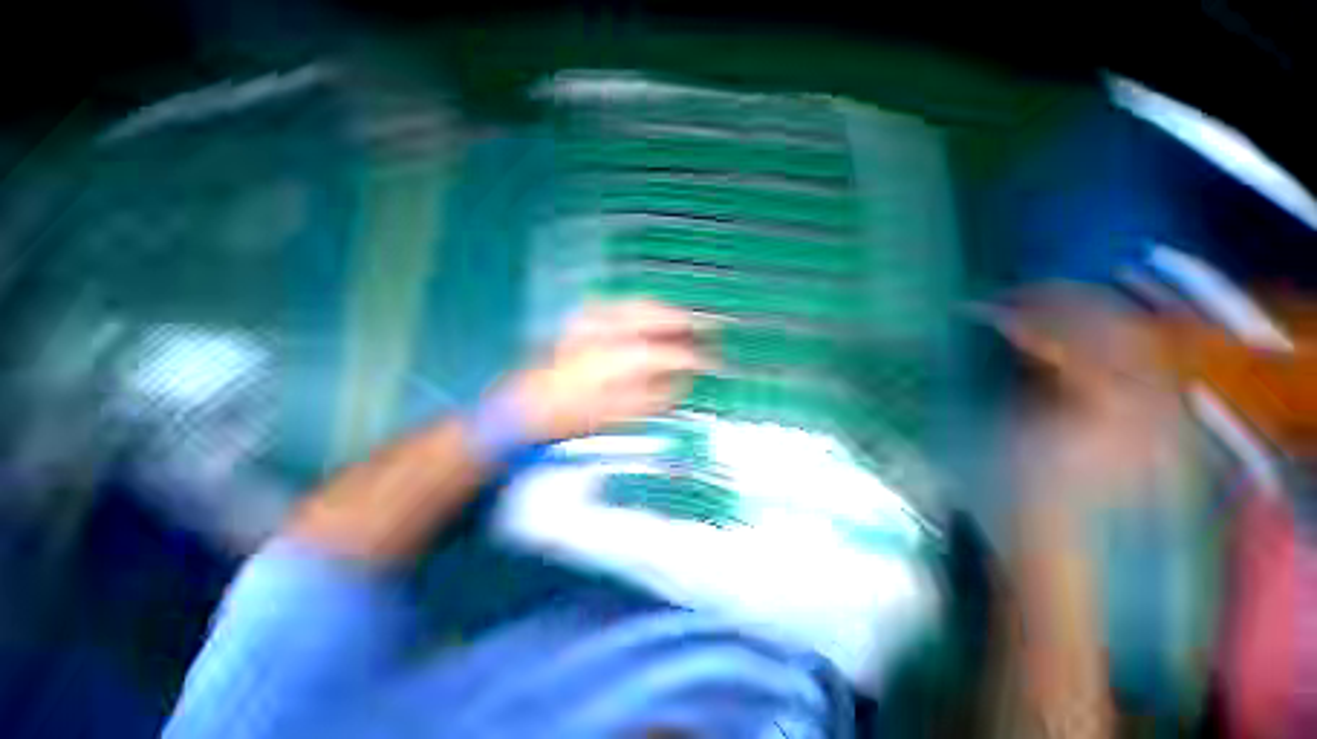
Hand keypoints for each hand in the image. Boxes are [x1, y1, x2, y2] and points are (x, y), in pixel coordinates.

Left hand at [504, 300, 708, 442]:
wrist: (525, 406)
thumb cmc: (574, 417)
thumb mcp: (620, 417)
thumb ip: (658, 397)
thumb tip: (684, 380)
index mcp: (620, 363)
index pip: (671, 354)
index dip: (698, 357)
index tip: (715, 362)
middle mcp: (609, 333)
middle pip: (659, 317)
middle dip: (689, 320)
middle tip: (712, 324)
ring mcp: (594, 321)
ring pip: (641, 305)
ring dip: (668, 310)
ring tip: (687, 319)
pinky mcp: (582, 318)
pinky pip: (620, 304)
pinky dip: (641, 307)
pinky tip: (650, 314)